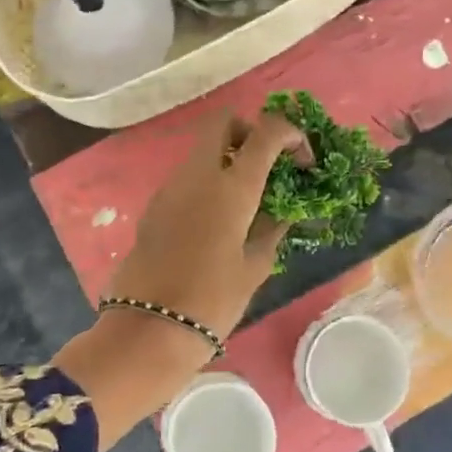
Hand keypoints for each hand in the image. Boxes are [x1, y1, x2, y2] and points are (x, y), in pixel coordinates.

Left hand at [55, 112, 305, 450]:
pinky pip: (187, 175)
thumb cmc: (212, 301)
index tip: (303, 161)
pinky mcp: (154, 204)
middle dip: (250, 131)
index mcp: (232, 186)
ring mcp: (171, 186)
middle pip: (223, 121)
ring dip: (228, 157)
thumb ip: (272, 229)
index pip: (267, 131)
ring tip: (247, 198)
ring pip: (202, 148)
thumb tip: (283, 210)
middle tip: (267, 165)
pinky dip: (208, 180)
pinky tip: (219, 218)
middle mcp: (198, 174)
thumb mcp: (255, 267)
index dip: (291, 134)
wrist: (148, 329)